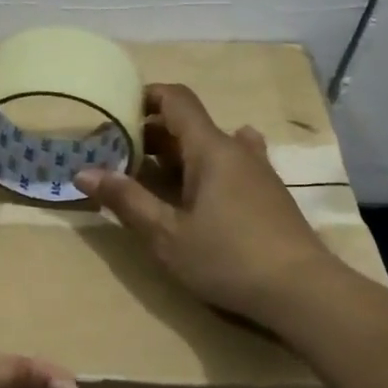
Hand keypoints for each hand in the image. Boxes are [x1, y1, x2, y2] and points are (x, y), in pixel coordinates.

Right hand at [74, 83, 336, 325]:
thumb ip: (126, 200)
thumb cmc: (227, 258)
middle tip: (118, 153)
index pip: (176, 99)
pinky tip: (202, 184)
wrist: (303, 292)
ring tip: (151, 172)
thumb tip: (84, 172)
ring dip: (179, 152)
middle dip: (151, 132)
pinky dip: (207, 166)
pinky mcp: (269, 194)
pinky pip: (231, 164)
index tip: (115, 109)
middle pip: (190, 124)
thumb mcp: (166, 235)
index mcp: (210, 148)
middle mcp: (236, 149)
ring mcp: (258, 171)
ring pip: (211, 145)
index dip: (145, 96)